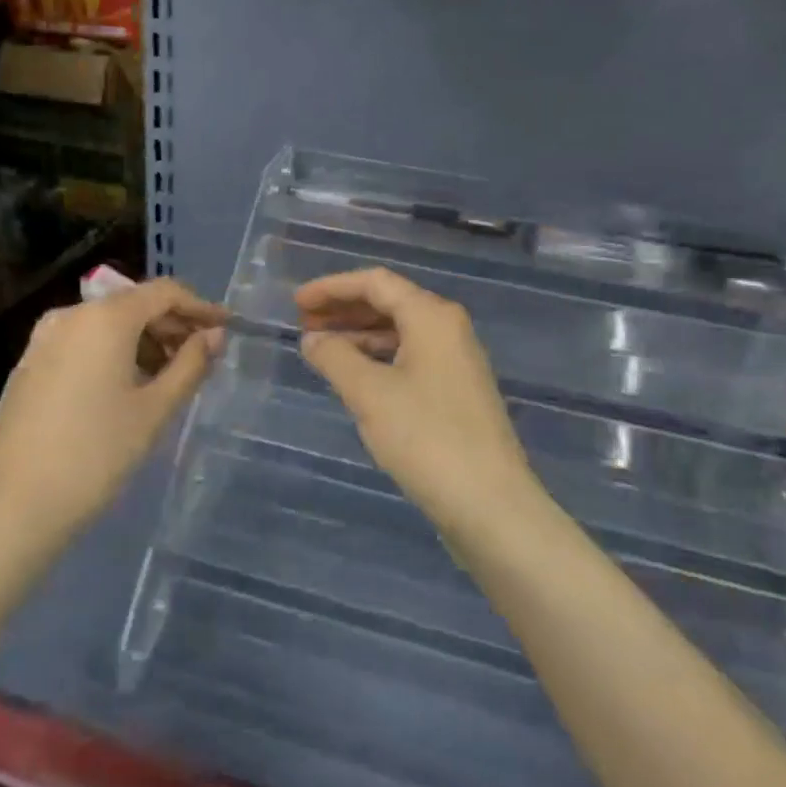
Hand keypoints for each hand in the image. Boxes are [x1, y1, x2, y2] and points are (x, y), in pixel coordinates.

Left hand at [0, 278, 225, 546]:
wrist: (14, 506)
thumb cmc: (96, 454)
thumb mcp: (154, 410)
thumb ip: (190, 364)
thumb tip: (215, 335)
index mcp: (104, 318)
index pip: (163, 293)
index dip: (200, 306)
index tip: (227, 327)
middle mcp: (70, 315)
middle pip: (133, 304)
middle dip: (172, 325)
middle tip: (203, 356)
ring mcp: (43, 339)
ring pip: (106, 324)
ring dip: (143, 341)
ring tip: (169, 376)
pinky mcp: (29, 364)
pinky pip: (82, 342)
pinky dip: (113, 352)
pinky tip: (127, 386)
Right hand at [296, 268, 540, 533]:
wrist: (489, 503)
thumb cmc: (425, 437)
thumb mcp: (369, 393)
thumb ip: (335, 357)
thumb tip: (312, 339)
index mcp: (432, 316)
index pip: (376, 282)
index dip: (332, 287)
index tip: (296, 303)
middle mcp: (448, 329)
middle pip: (389, 303)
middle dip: (344, 310)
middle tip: (303, 325)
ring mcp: (456, 362)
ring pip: (400, 333)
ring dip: (359, 336)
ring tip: (321, 351)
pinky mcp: (456, 392)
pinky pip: (409, 358)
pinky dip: (378, 359)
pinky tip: (355, 378)